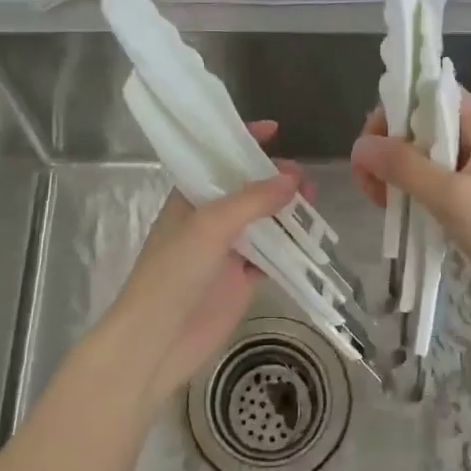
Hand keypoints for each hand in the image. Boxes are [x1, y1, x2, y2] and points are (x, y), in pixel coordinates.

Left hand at [98, 121, 304, 406]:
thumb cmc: (173, 273)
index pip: (218, 158)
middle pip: (248, 189)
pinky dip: (291, 246)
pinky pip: (272, 255)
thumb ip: (252, 200)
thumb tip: (292, 177)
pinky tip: (312, 238)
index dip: (243, 140)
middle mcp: (209, 218)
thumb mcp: (210, 226)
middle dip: (275, 178)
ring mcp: (227, 249)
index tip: (275, 130)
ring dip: (287, 211)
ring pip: (264, 221)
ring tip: (313, 202)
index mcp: (190, 197)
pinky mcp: (242, 279)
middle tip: (304, 180)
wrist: (157, 341)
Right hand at [350, 92, 470, 341]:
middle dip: (391, 146)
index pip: (438, 96)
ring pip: (426, 164)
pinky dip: (411, 198)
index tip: (373, 137)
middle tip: (367, 177)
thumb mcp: (453, 196)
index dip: (402, 106)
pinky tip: (395, 215)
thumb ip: (405, 167)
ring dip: (397, 175)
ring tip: (377, 200)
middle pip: (426, 130)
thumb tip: (360, 146)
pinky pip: (433, 193)